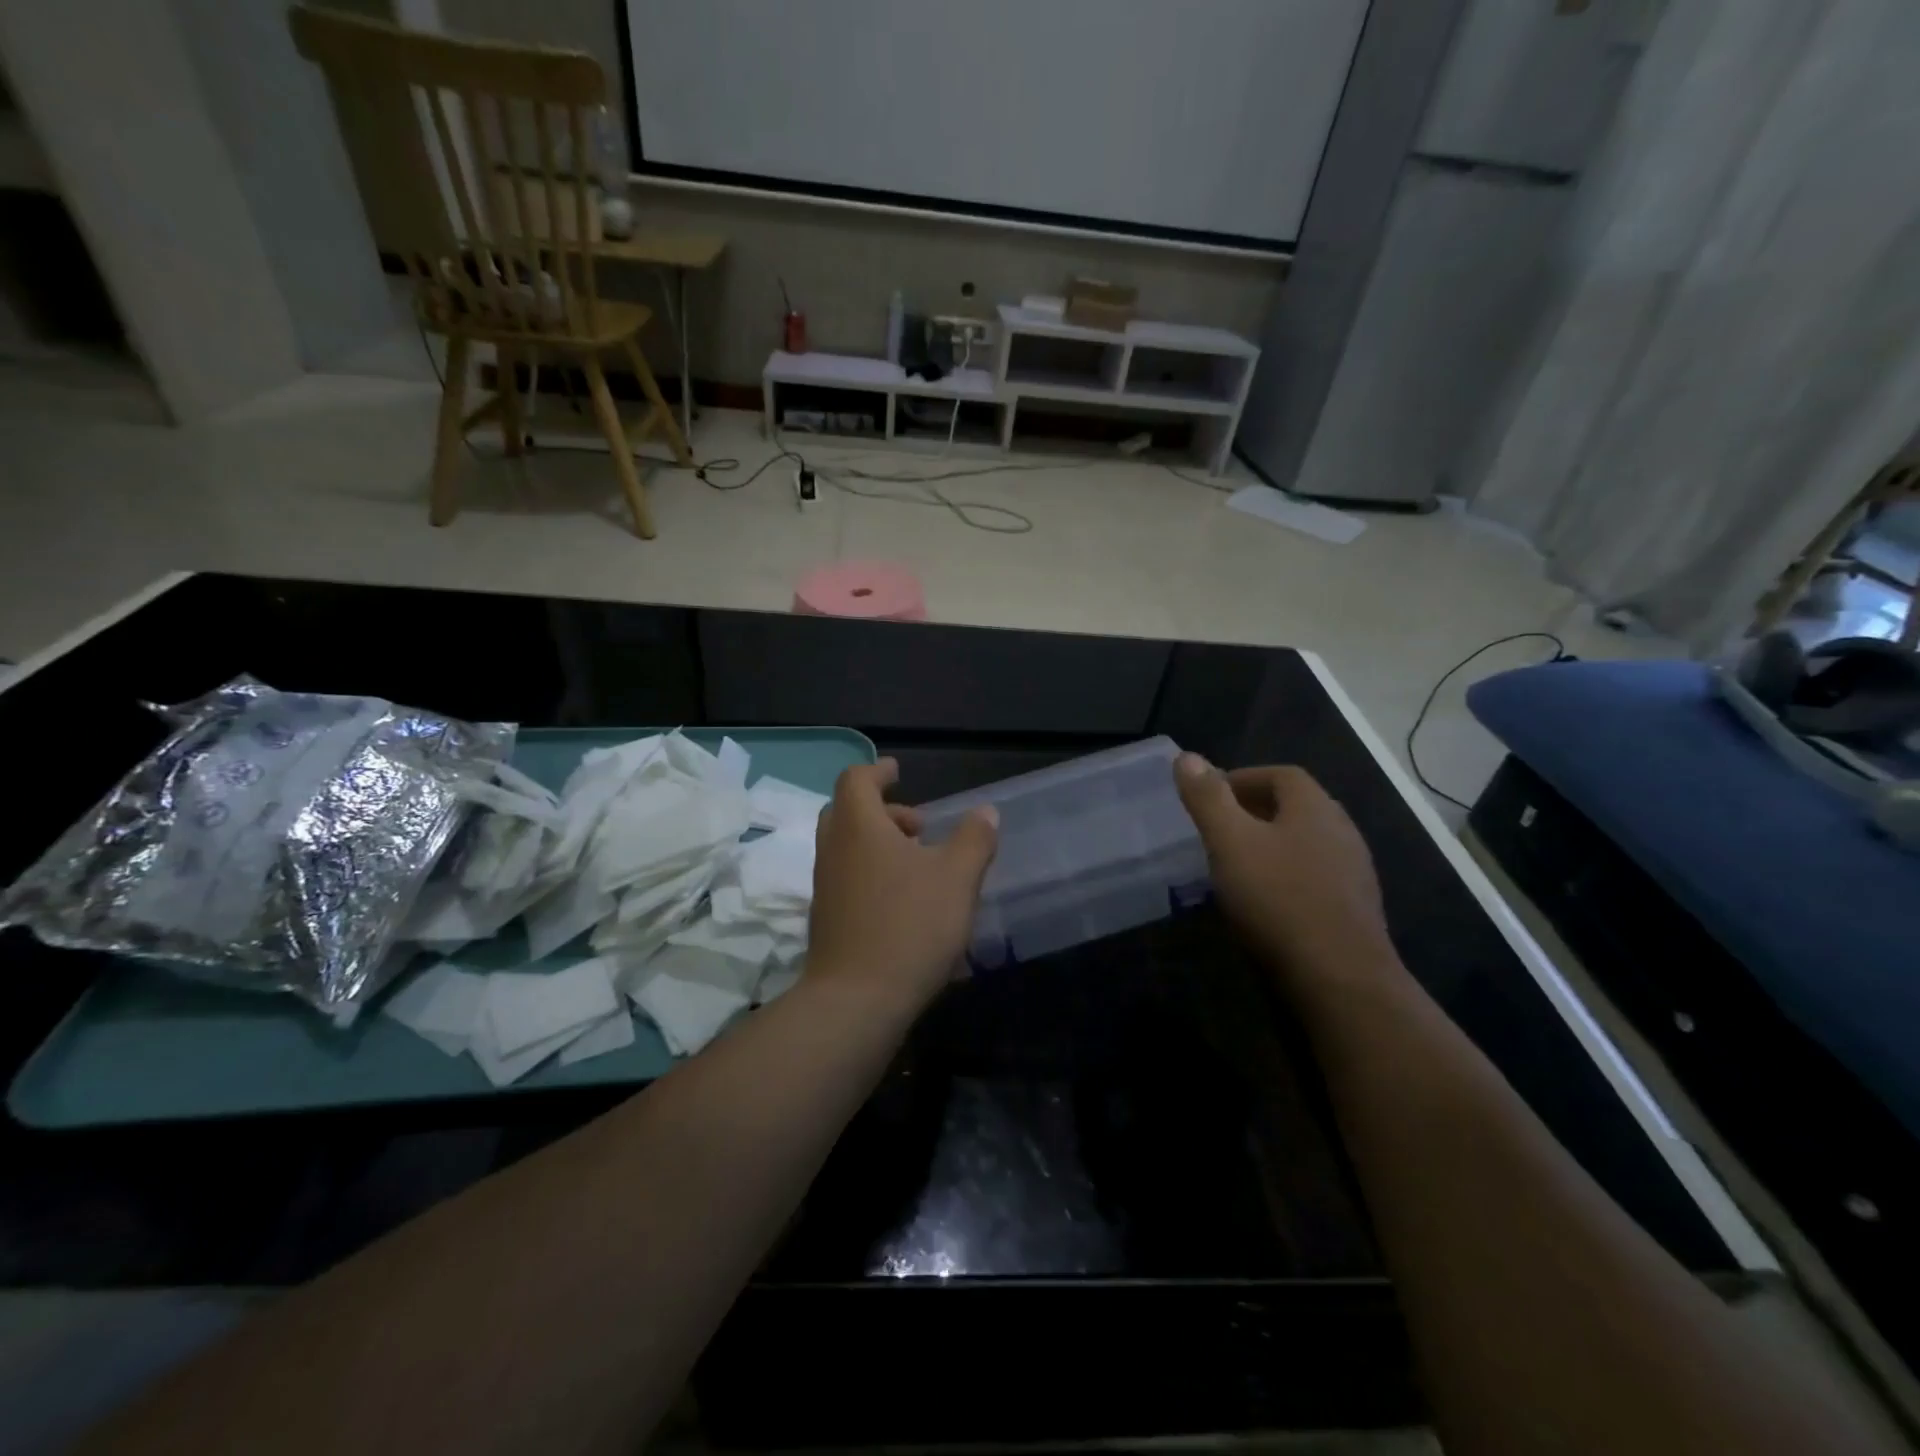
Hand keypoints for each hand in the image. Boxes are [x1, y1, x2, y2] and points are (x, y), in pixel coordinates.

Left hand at [807, 759, 998, 1013]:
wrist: (857, 1000)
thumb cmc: (910, 926)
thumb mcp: (957, 878)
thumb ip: (974, 839)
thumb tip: (986, 812)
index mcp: (858, 827)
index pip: (855, 780)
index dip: (878, 771)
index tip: (897, 771)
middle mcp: (833, 850)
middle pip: (847, 811)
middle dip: (883, 810)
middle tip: (918, 826)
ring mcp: (825, 886)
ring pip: (847, 847)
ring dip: (879, 843)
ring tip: (920, 865)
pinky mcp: (826, 919)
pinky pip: (847, 878)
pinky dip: (872, 872)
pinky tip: (905, 901)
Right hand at [1173, 754, 1394, 990]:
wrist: (1340, 979)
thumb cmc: (1278, 900)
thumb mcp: (1230, 843)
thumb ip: (1207, 799)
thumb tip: (1187, 757)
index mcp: (1315, 808)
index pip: (1282, 775)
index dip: (1243, 778)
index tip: (1210, 796)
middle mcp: (1342, 832)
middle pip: (1297, 807)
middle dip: (1256, 809)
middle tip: (1218, 827)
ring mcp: (1354, 873)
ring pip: (1306, 843)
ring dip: (1272, 843)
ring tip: (1236, 862)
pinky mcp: (1355, 910)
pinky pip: (1315, 875)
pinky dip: (1286, 874)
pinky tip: (1265, 900)